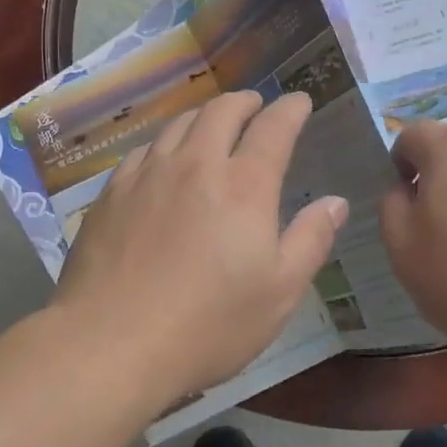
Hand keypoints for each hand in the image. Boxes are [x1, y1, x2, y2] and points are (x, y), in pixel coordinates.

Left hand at [53, 90, 346, 411]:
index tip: (299, 101)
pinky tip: (163, 159)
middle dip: (245, 102)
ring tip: (213, 124)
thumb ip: (311, 240)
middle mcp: (196, 164)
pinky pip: (144, 149)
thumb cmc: (208, 325)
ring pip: (180, 124)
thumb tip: (336, 202)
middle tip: (255, 106)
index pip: (273, 127)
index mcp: (244, 186)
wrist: (110, 345)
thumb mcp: (279, 292)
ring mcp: (148, 174)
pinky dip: (165, 142)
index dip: (290, 109)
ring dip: (204, 116)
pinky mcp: (112, 193)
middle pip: (222, 111)